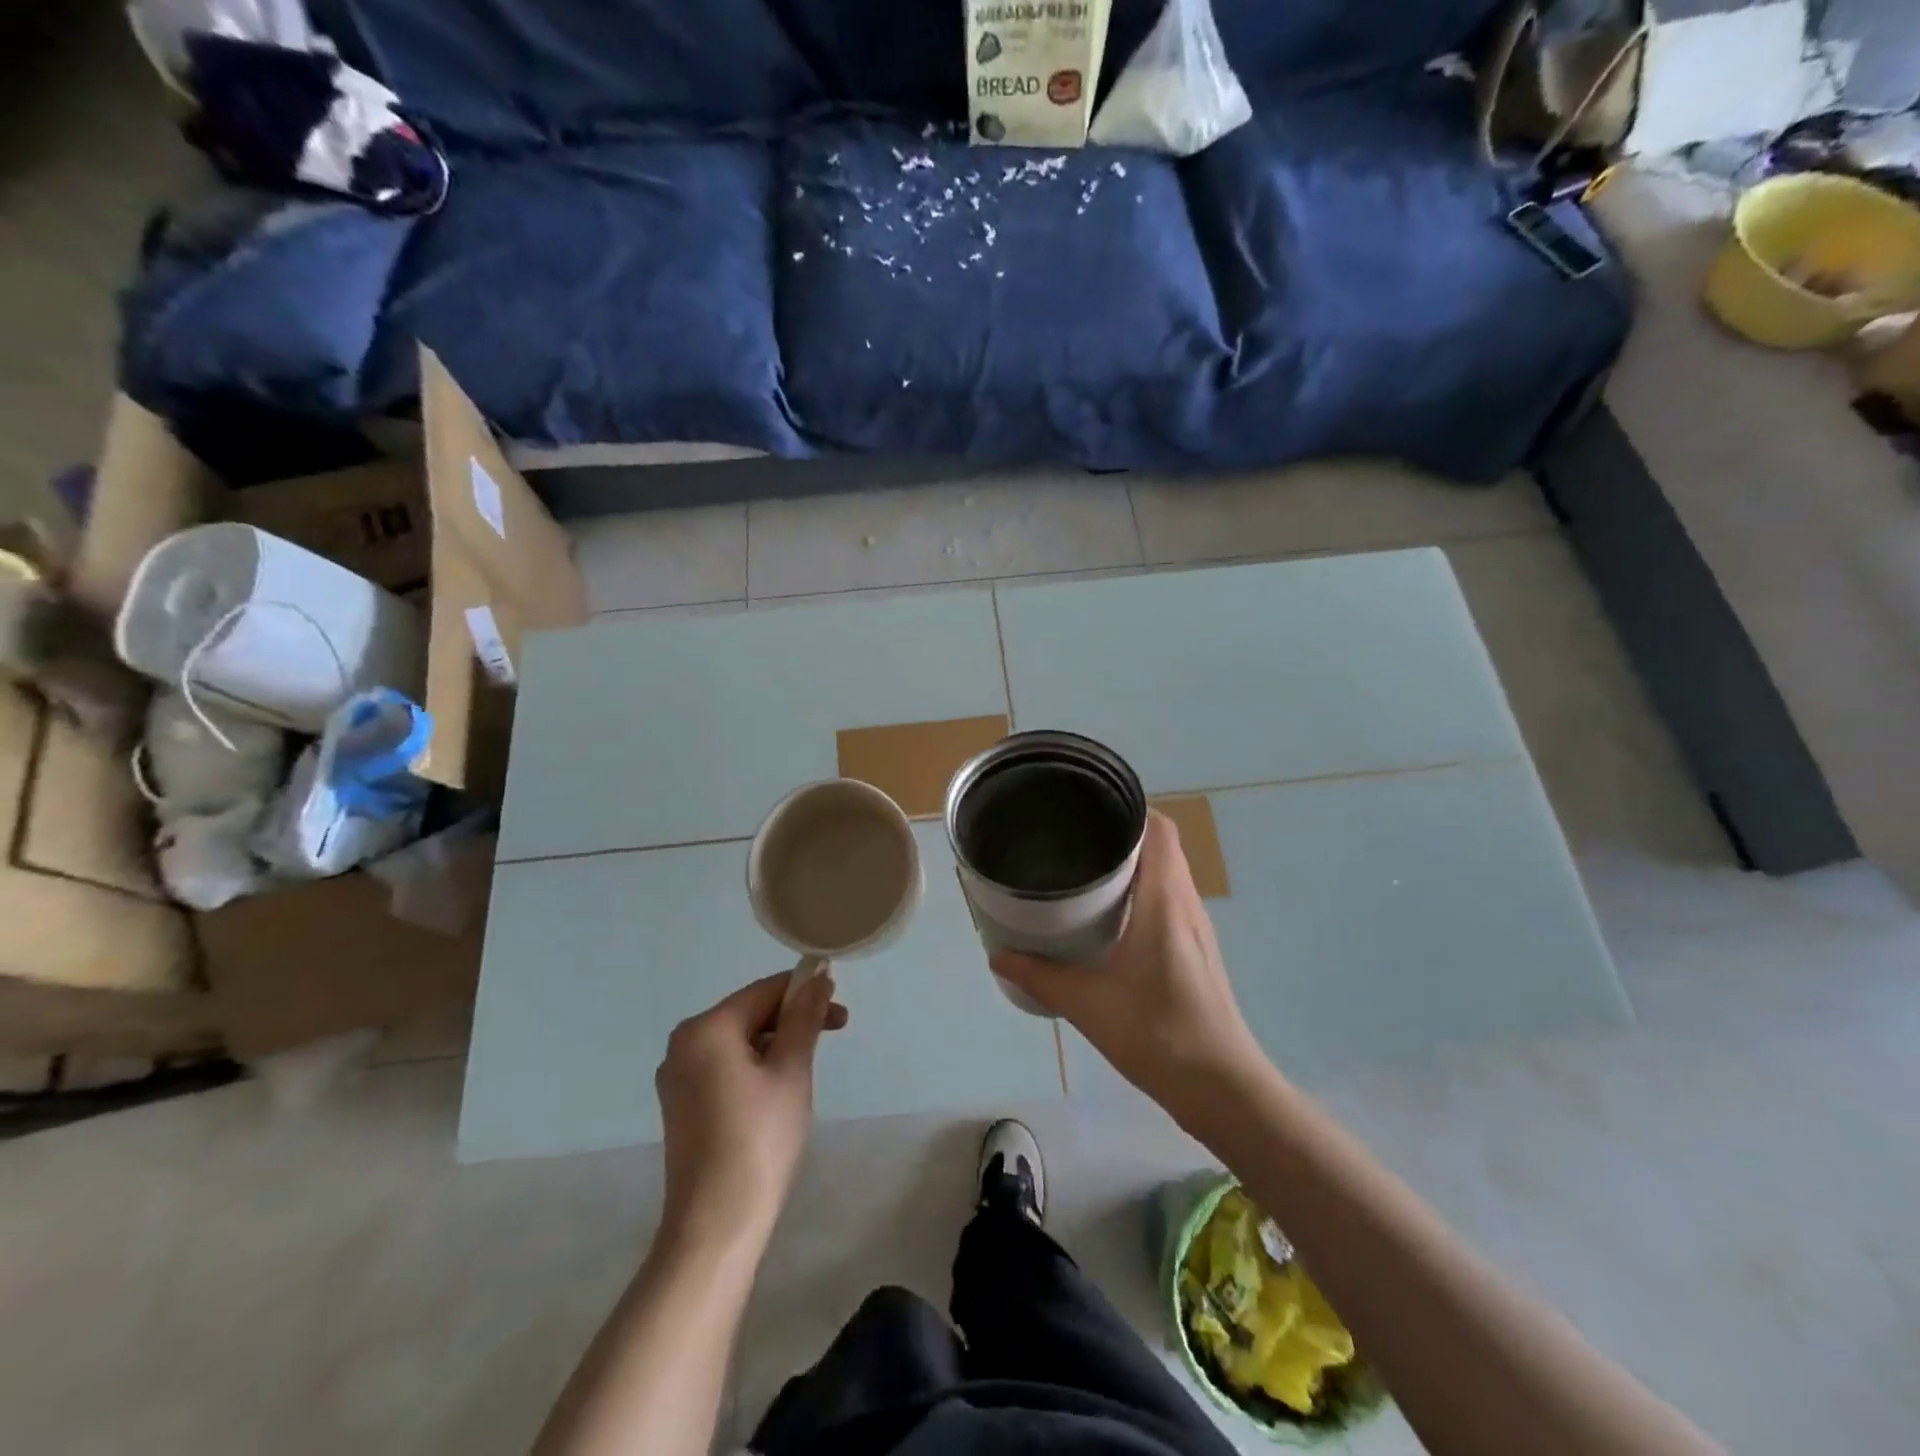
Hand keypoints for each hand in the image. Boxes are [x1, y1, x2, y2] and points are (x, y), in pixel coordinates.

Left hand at [655, 971, 847, 1252]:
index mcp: (706, 1028)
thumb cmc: (759, 1139)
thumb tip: (818, 977)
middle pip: (749, 1013)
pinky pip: (724, 1067)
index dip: (805, 992)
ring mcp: (677, 1078)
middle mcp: (682, 1044)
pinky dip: (755, 1067)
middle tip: (834, 1035)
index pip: (764, 991)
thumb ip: (805, 1017)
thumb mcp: (791, 1070)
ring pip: (738, 1041)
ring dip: (776, 1044)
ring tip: (806, 1070)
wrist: (715, 1225)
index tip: (841, 1012)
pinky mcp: (680, 1106)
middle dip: (792, 1019)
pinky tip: (777, 1094)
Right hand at [991, 811, 1266, 1116]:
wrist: (1222, 1088)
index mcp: (1164, 902)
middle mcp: (1185, 904)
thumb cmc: (1158, 1035)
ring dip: (1133, 861)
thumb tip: (997, 954)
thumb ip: (1040, 976)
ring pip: (1167, 872)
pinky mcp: (1196, 949)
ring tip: (1084, 866)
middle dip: (1121, 831)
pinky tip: (1109, 914)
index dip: (1130, 807)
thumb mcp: (1088, 1005)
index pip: (1159, 830)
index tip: (1089, 805)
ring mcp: (1196, 927)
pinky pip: (1169, 897)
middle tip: (1072, 835)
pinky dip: (1142, 889)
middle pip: (1162, 845)